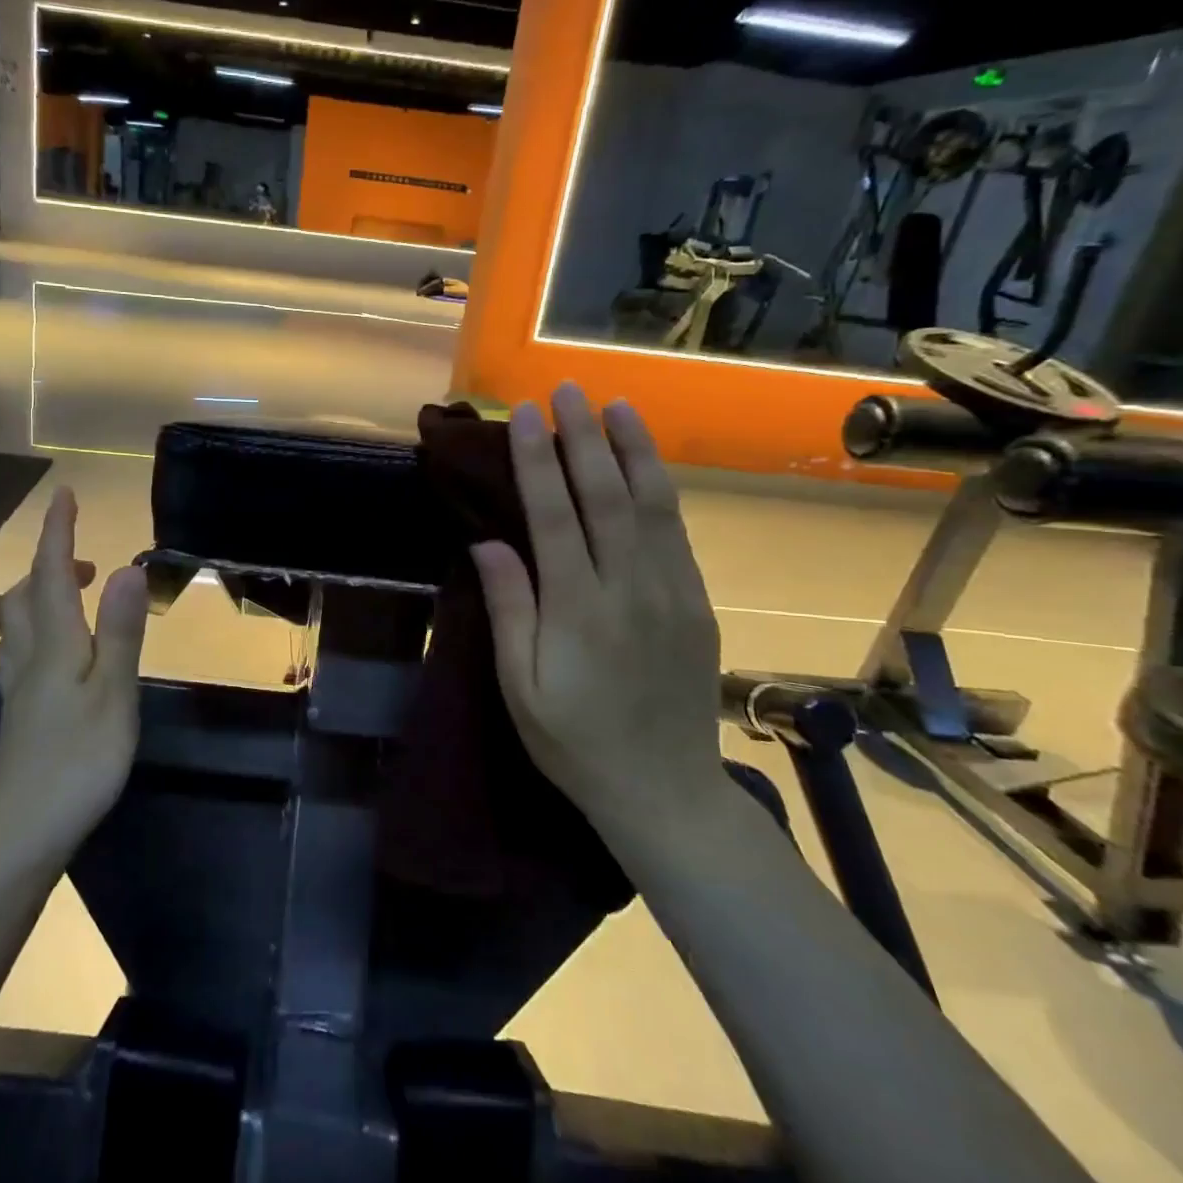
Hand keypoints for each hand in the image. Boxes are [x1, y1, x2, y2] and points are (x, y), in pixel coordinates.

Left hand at [0, 487, 148, 842]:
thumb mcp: (113, 693)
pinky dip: (39, 631)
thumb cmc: (76, 761)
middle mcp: (29, 656)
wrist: (18, 833)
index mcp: (55, 643)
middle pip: (28, 595)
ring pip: (18, 625)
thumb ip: (120, 631)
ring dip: (42, 595)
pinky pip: (22, 652)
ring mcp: (19, 688)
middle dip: (51, 565)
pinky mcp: (20, 715)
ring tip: (74, 596)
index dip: (58, 532)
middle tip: (86, 560)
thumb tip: (127, 567)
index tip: (65, 494)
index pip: (53, 574)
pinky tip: (54, 654)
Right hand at [471, 384, 724, 845]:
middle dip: (584, 438)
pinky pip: (675, 532)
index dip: (537, 461)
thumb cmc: (573, 743)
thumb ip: (509, 609)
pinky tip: (646, 463)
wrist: (665, 791)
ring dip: (632, 450)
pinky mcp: (695, 602)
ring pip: (651, 505)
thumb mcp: (519, 688)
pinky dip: (660, 488)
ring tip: (617, 405)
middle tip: (568, 390)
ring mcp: (671, 592)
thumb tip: (488, 541)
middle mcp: (629, 589)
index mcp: (578, 611)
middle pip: (606, 496)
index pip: (554, 516)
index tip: (524, 415)